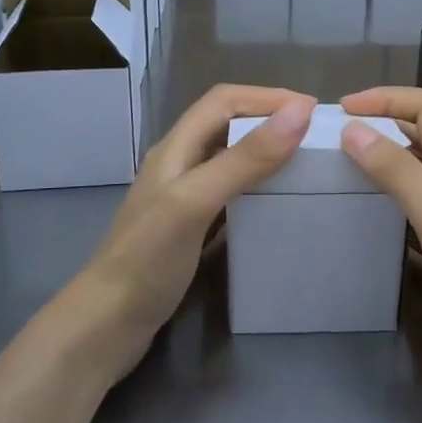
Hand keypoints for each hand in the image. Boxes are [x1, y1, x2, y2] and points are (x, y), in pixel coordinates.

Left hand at [69, 84, 315, 374]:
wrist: (106, 326)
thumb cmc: (148, 259)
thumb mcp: (196, 201)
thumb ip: (245, 158)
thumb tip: (299, 112)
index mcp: (175, 148)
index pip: (223, 100)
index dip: (267, 96)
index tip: (313, 110)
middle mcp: (178, 165)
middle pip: (226, 125)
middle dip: (269, 119)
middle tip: (315, 137)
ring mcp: (182, 199)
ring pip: (229, 159)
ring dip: (264, 152)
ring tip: (304, 165)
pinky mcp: (188, 230)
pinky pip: (230, 195)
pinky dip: (256, 188)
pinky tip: (276, 206)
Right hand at [339, 86, 421, 376]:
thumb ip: (401, 175)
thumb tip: (353, 130)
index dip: (390, 96)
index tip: (344, 109)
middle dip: (382, 117)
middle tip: (336, 134)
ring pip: (416, 163)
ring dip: (381, 151)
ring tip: (341, 164)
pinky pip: (411, 200)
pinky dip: (384, 190)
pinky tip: (363, 210)